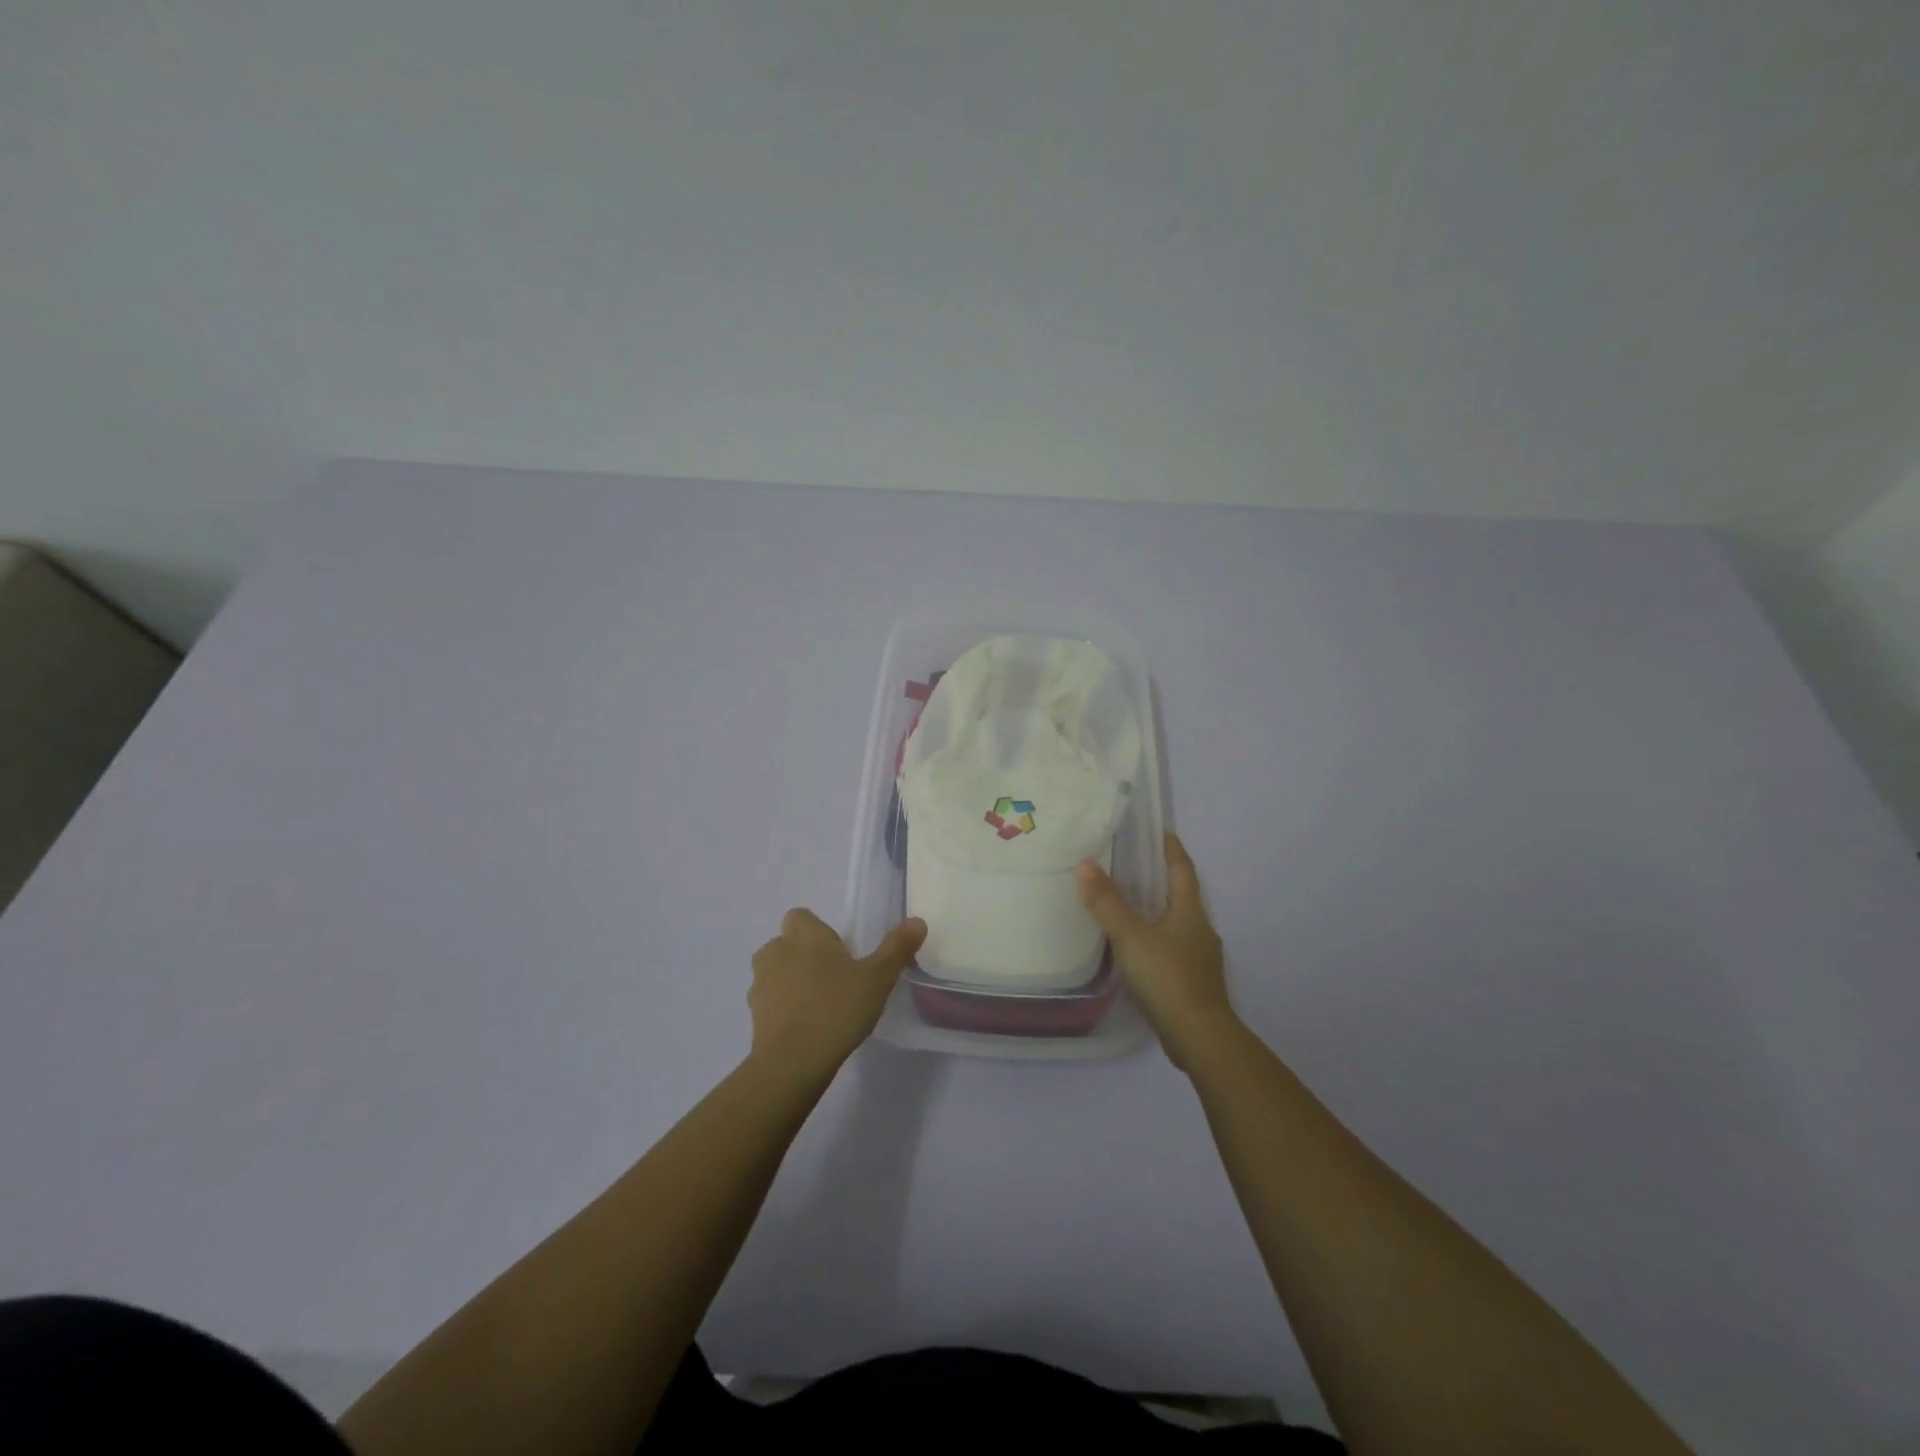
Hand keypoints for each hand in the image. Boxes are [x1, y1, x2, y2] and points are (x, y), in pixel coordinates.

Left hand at [748, 909, 925, 1079]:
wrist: (793, 1061)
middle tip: (834, 979)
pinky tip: (807, 1029)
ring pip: (775, 973)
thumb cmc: (837, 1007)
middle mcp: (776, 951)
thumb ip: (896, 948)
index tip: (840, 953)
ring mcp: (759, 984)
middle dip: (804, 956)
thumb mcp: (878, 978)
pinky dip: (784, 1010)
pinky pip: (770, 1003)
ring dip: (791, 982)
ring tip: (820, 1006)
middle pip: (787, 944)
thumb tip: (917, 921)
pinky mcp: (754, 1016)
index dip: (818, 931)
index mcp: (804, 935)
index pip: (801, 917)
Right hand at [1077, 831, 1236, 1068]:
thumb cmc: (1168, 977)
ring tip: (1127, 904)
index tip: (1161, 831)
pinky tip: (1136, 949)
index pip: (1182, 870)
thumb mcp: (1131, 936)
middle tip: (1132, 864)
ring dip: (1156, 911)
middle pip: (1181, 895)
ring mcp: (1198, 959)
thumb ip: (1107, 902)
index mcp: (1190, 912)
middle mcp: (1199, 930)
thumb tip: (1084, 864)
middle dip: (1160, 879)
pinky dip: (1154, 940)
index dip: (1172, 849)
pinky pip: (1171, 949)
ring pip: (1176, 924)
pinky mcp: (1192, 983)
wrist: (1199, 1038)